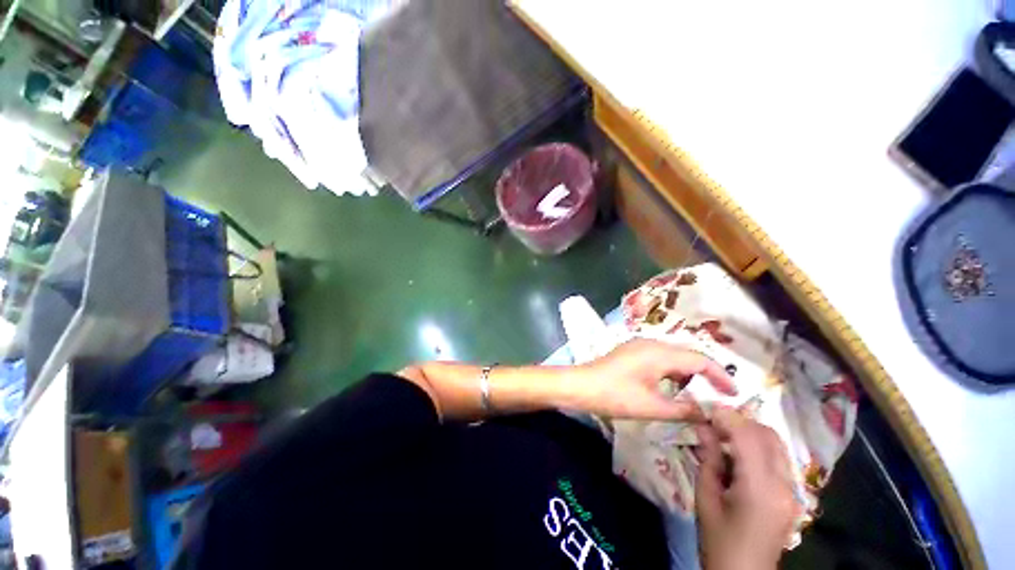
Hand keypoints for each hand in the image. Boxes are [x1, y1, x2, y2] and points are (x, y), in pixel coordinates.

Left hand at [566, 339, 735, 420]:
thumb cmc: (616, 395)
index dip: (720, 375)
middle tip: (720, 394)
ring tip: (701, 392)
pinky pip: (660, 356)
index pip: (700, 359)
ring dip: (689, 371)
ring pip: (674, 355)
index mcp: (660, 353)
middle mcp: (652, 343)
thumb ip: (684, 410)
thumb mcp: (652, 407)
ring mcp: (639, 345)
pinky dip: (673, 370)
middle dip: (706, 373)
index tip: (734, 394)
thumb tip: (708, 414)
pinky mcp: (631, 351)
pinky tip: (674, 385)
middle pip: (688, 354)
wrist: (582, 385)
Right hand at [695, 408, 797, 569]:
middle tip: (713, 424)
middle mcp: (784, 486)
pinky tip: (738, 455)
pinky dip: (758, 447)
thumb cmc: (718, 540)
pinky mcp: (794, 496)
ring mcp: (794, 491)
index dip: (726, 417)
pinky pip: (778, 458)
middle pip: (768, 435)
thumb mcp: (705, 498)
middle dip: (739, 422)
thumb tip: (703, 426)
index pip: (748, 437)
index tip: (705, 410)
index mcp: (760, 489)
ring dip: (750, 433)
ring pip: (776, 444)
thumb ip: (708, 459)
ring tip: (723, 438)